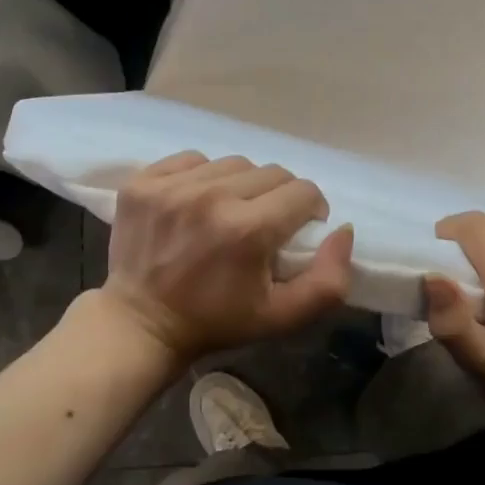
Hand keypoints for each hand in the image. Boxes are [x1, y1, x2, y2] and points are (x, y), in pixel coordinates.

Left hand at [98, 152, 354, 365]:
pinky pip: (191, 160)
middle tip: (264, 224)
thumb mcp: (283, 317)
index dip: (310, 210)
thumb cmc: (217, 321)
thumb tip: (343, 230)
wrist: (141, 324)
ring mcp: (172, 186)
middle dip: (278, 197)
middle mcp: (211, 197)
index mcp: (248, 230)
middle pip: (271, 172)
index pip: (303, 192)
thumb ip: (329, 280)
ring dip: (241, 185)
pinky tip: (197, 202)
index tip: (297, 230)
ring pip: (233, 163)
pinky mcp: (143, 182)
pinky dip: (202, 176)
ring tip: (230, 211)